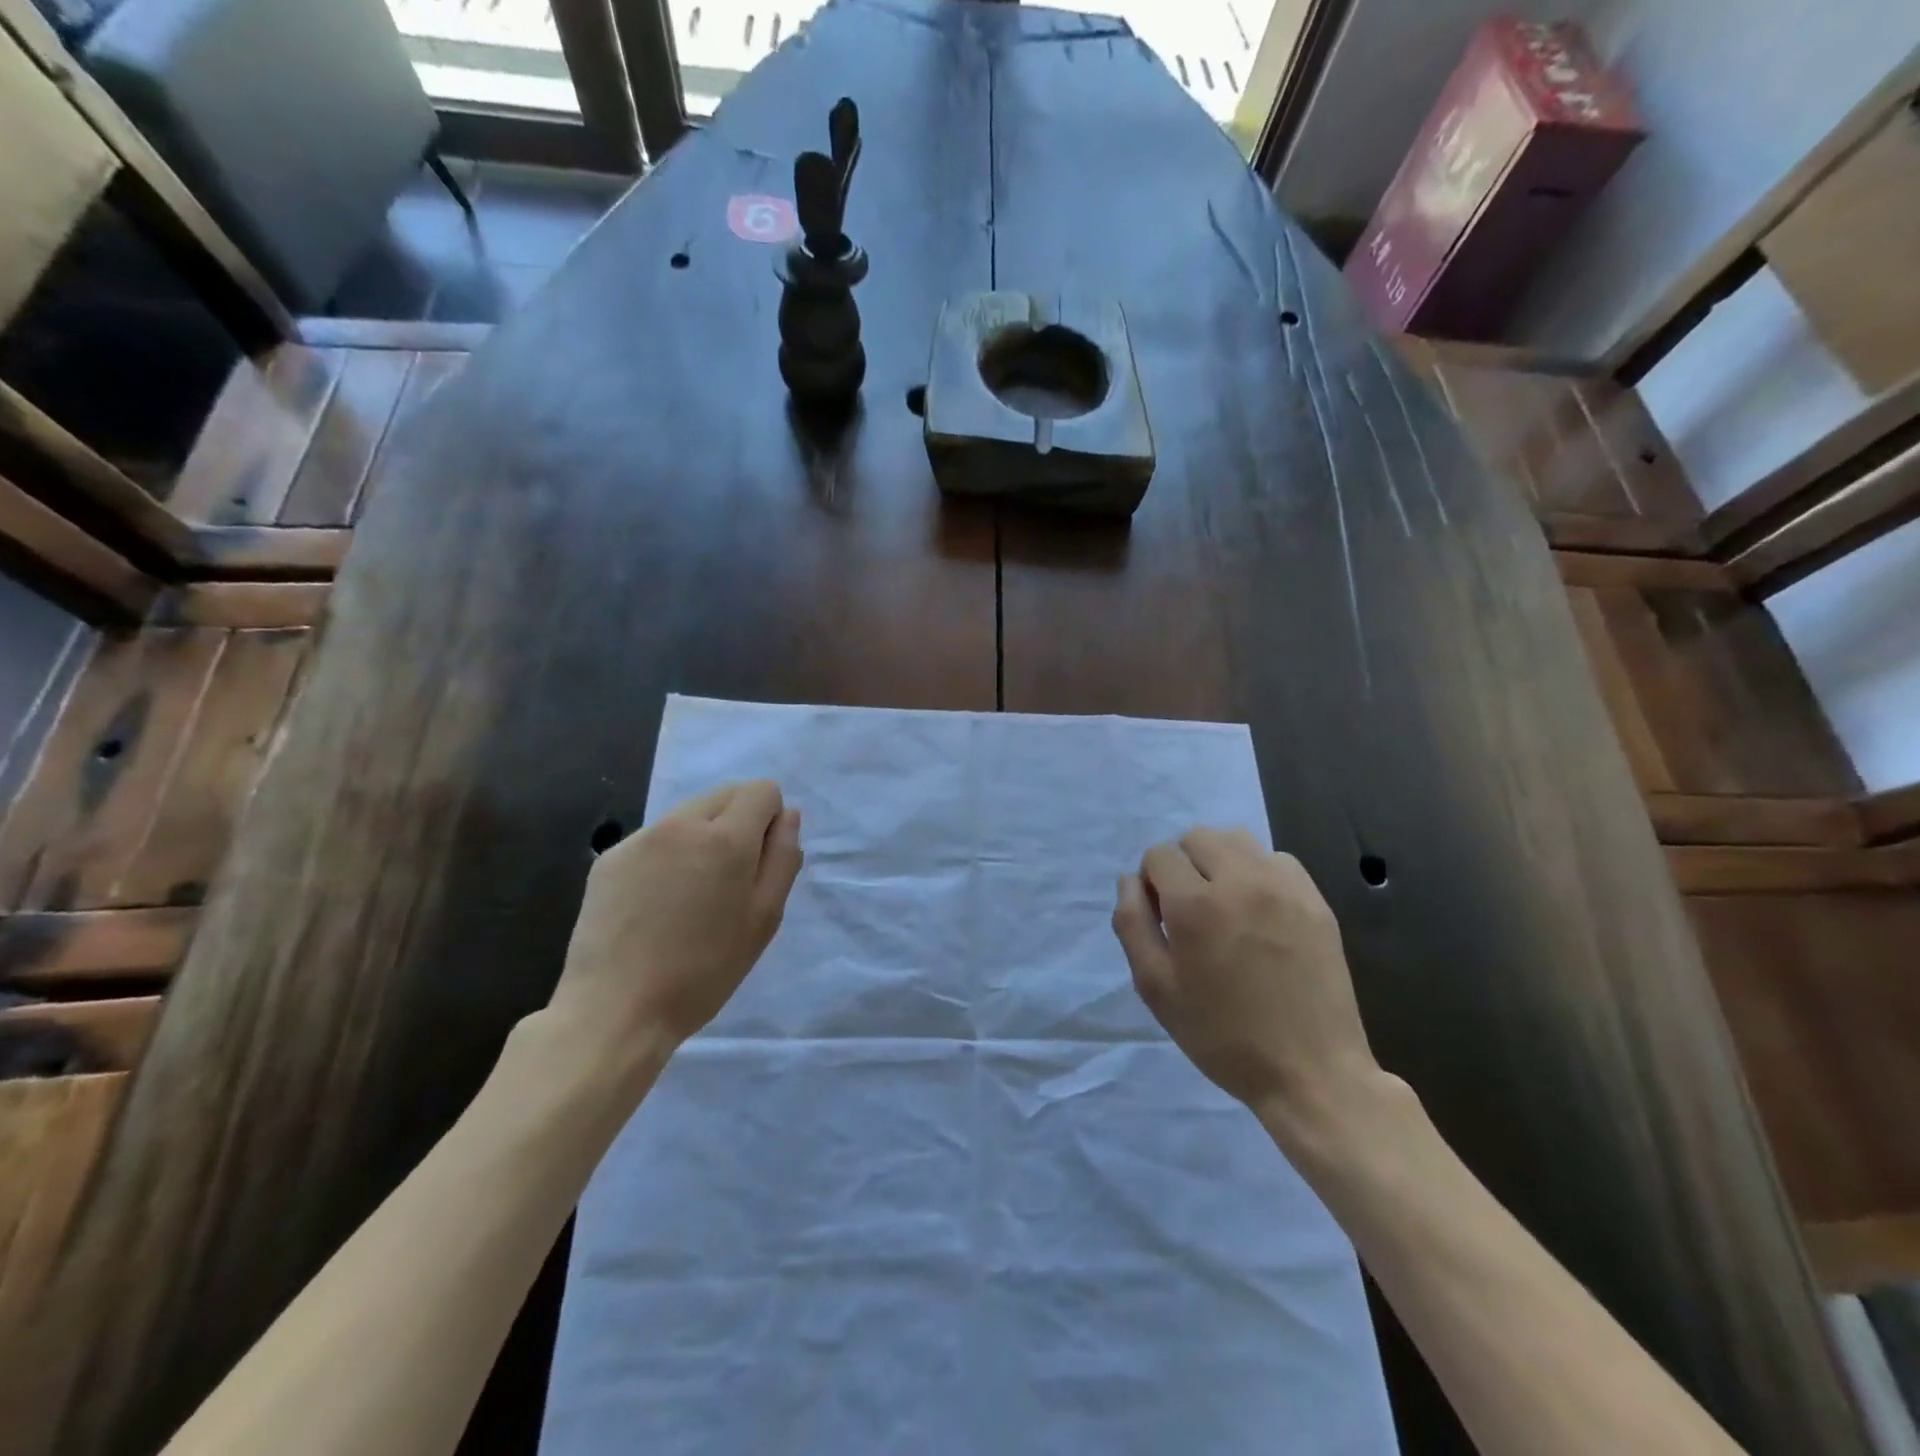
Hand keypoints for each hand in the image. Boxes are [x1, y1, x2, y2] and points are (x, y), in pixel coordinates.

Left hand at [551, 781, 802, 1064]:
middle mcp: (682, 824)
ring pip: (689, 815)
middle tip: (729, 881)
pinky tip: (655, 903)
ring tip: (690, 895)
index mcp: (726, 838)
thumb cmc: (704, 971)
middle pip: (725, 795)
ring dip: (701, 838)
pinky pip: (655, 839)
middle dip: (737, 823)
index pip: (761, 790)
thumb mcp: (764, 919)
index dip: (770, 820)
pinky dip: (666, 856)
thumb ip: (783, 858)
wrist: (615, 1010)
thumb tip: (787, 816)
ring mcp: (640, 838)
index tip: (759, 863)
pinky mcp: (610, 858)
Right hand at [1112, 828, 1386, 1148]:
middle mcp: (1239, 881)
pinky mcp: (1315, 900)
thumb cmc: (1221, 1035)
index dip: (1151, 882)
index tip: (1161, 917)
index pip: (1159, 855)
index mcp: (1194, 904)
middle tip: (1189, 910)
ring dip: (1220, 861)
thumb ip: (1132, 924)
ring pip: (1237, 840)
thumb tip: (1130, 880)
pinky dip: (1259, 873)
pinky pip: (1276, 860)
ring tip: (1225, 904)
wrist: (1310, 1072)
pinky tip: (1261, 912)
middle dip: (1183, 864)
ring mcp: (1283, 887)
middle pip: (1197, 837)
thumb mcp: (1155, 988)